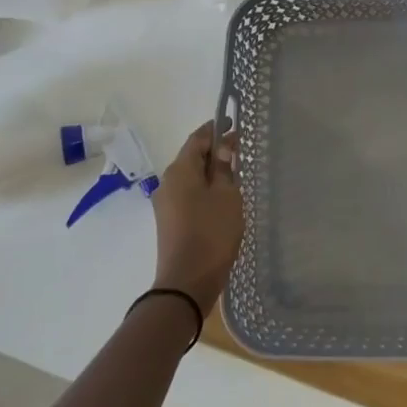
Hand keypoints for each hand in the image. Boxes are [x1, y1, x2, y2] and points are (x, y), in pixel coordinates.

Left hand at [150, 123, 243, 310]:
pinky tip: (223, 200)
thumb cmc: (211, 233)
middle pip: (192, 157)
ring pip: (191, 178)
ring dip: (211, 173)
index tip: (234, 124)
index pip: (198, 138)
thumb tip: (222, 149)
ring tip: (236, 177)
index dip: (216, 129)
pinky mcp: (169, 222)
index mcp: (180, 170)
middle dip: (215, 152)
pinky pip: (188, 195)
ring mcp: (165, 204)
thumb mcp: (227, 196)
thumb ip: (225, 169)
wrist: (186, 283)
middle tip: (241, 151)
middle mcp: (167, 182)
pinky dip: (204, 190)